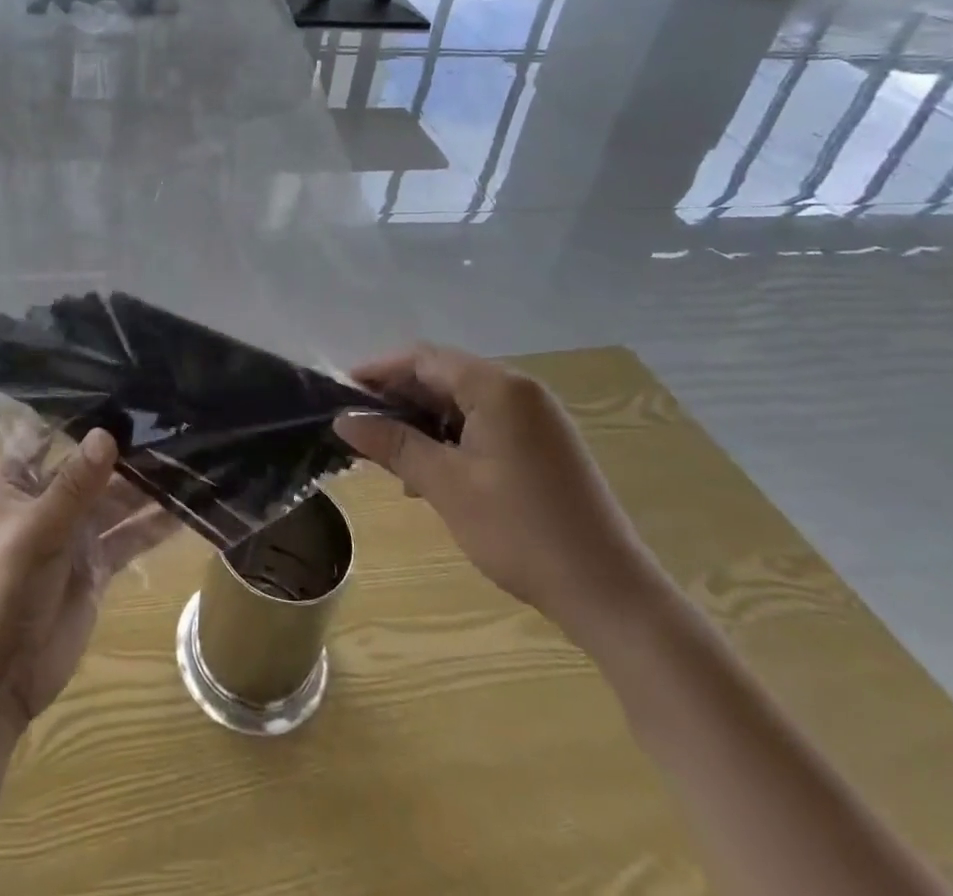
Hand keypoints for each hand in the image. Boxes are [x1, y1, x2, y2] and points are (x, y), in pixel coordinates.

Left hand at [0, 429, 175, 732]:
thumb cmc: (3, 588)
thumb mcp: (39, 529)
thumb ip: (76, 484)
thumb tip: (108, 433)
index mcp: (19, 480)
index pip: (51, 432)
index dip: (83, 413)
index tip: (125, 387)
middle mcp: (48, 499)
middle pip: (94, 467)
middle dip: (129, 451)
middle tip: (176, 422)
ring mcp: (75, 533)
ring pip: (118, 500)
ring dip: (149, 487)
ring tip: (192, 461)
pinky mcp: (96, 565)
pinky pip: (130, 537)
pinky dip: (155, 525)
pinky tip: (188, 509)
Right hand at [335, 344, 661, 633]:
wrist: (610, 594)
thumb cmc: (520, 531)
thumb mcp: (446, 485)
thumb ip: (393, 444)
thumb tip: (343, 420)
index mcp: (498, 387)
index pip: (423, 358)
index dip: (378, 370)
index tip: (342, 394)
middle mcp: (520, 390)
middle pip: (444, 374)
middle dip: (398, 396)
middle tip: (360, 425)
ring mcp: (537, 417)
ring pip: (463, 401)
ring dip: (423, 419)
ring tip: (390, 453)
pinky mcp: (544, 444)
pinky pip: (486, 422)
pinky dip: (452, 436)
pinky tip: (432, 471)